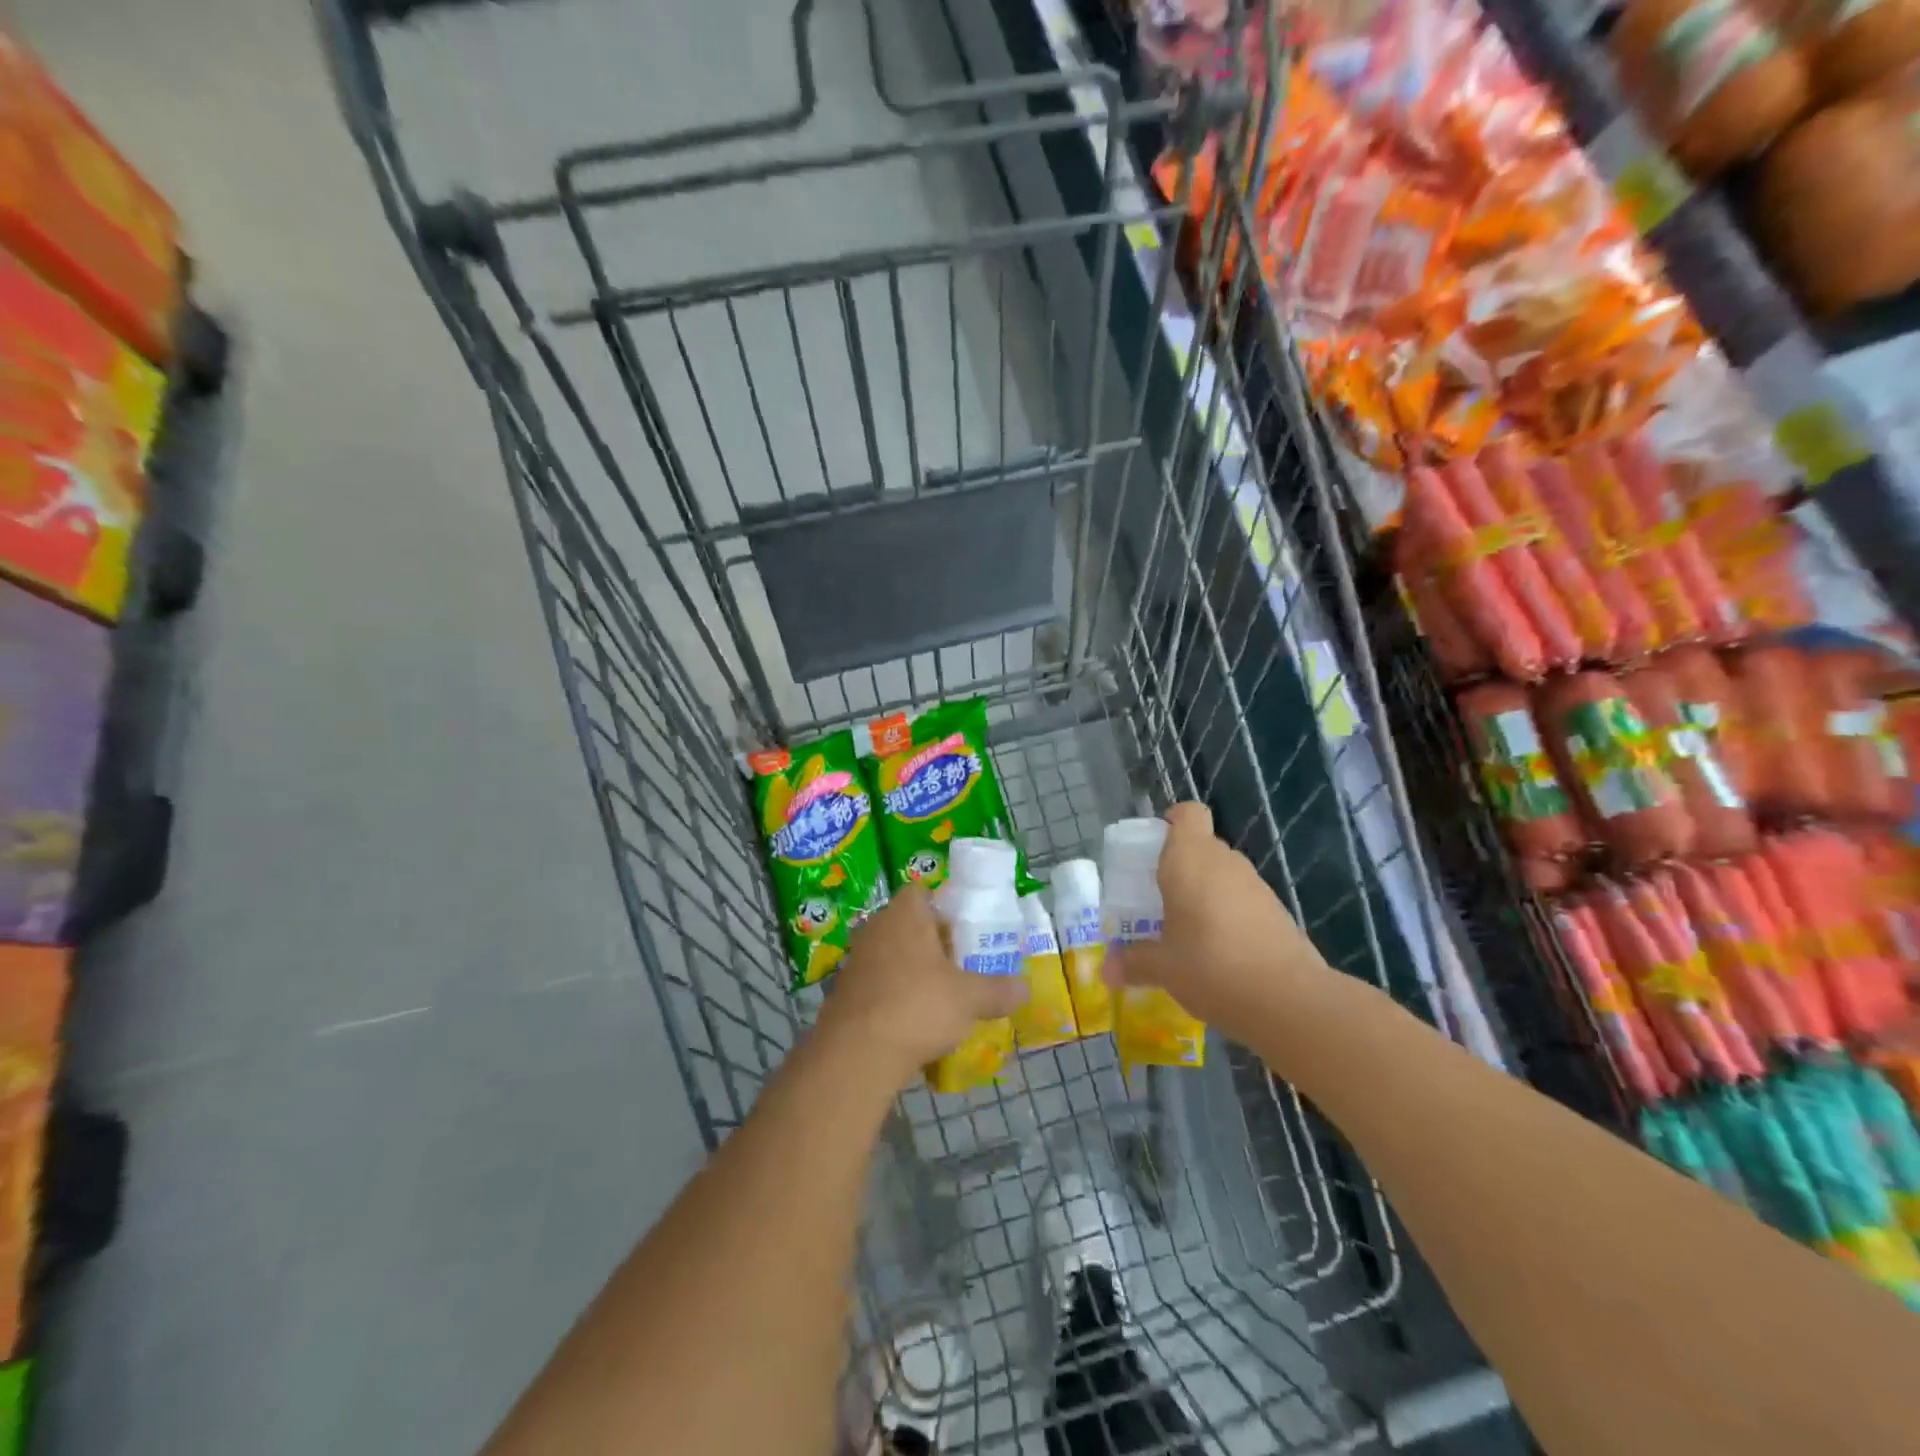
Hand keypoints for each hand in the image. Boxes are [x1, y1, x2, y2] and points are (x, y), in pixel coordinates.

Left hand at [815, 886, 1028, 1090]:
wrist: (855, 1055)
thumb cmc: (917, 1006)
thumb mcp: (969, 998)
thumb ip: (998, 989)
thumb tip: (1025, 989)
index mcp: (904, 914)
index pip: (923, 894)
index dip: (946, 910)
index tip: (966, 935)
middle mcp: (876, 928)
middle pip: (910, 926)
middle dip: (935, 946)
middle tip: (963, 968)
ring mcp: (857, 961)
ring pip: (895, 958)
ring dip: (916, 974)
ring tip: (944, 999)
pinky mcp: (846, 993)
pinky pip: (880, 986)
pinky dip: (898, 998)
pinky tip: (916, 1024)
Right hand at [1105, 802, 1331, 1039]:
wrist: (1289, 1001)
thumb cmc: (1211, 966)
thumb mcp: (1162, 968)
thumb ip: (1133, 963)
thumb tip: (1107, 972)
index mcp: (1190, 859)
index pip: (1187, 814)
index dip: (1171, 823)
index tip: (1153, 851)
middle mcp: (1225, 862)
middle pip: (1202, 846)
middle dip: (1180, 867)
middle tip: (1157, 900)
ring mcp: (1257, 886)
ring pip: (1223, 874)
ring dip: (1205, 893)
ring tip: (1186, 930)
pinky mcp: (1277, 912)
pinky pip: (1243, 900)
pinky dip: (1228, 915)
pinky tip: (1218, 951)